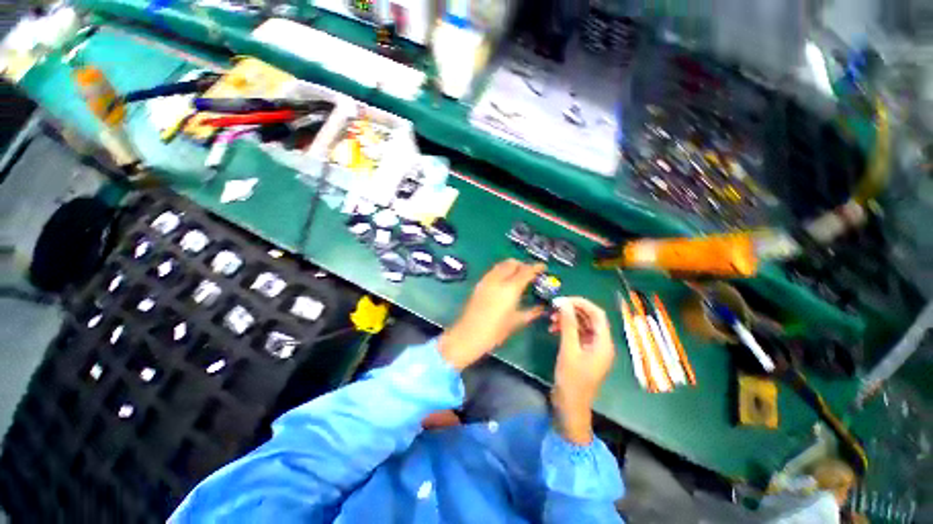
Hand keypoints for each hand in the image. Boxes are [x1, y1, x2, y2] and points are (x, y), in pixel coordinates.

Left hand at [439, 259, 545, 369]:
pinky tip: (505, 282)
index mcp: (510, 288)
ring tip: (518, 276)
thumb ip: (531, 312)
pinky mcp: (479, 284)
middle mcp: (498, 279)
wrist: (468, 334)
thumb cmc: (495, 331)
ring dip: (512, 266)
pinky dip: (502, 270)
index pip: (526, 271)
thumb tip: (541, 308)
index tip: (543, 267)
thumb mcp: (516, 322)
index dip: (536, 267)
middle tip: (530, 273)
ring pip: (501, 264)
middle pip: (512, 263)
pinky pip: (493, 271)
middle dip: (523, 265)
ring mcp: (487, 280)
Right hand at [548, 297, 615, 444]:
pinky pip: (577, 334)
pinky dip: (566, 329)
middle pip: (590, 318)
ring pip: (582, 326)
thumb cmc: (572, 380)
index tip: (563, 299)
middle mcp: (601, 343)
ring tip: (551, 319)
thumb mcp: (569, 350)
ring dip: (567, 320)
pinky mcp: (584, 353)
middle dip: (572, 311)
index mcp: (603, 343)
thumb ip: (568, 325)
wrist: (570, 406)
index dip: (581, 303)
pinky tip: (553, 329)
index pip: (597, 314)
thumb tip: (564, 303)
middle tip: (554, 308)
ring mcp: (592, 349)